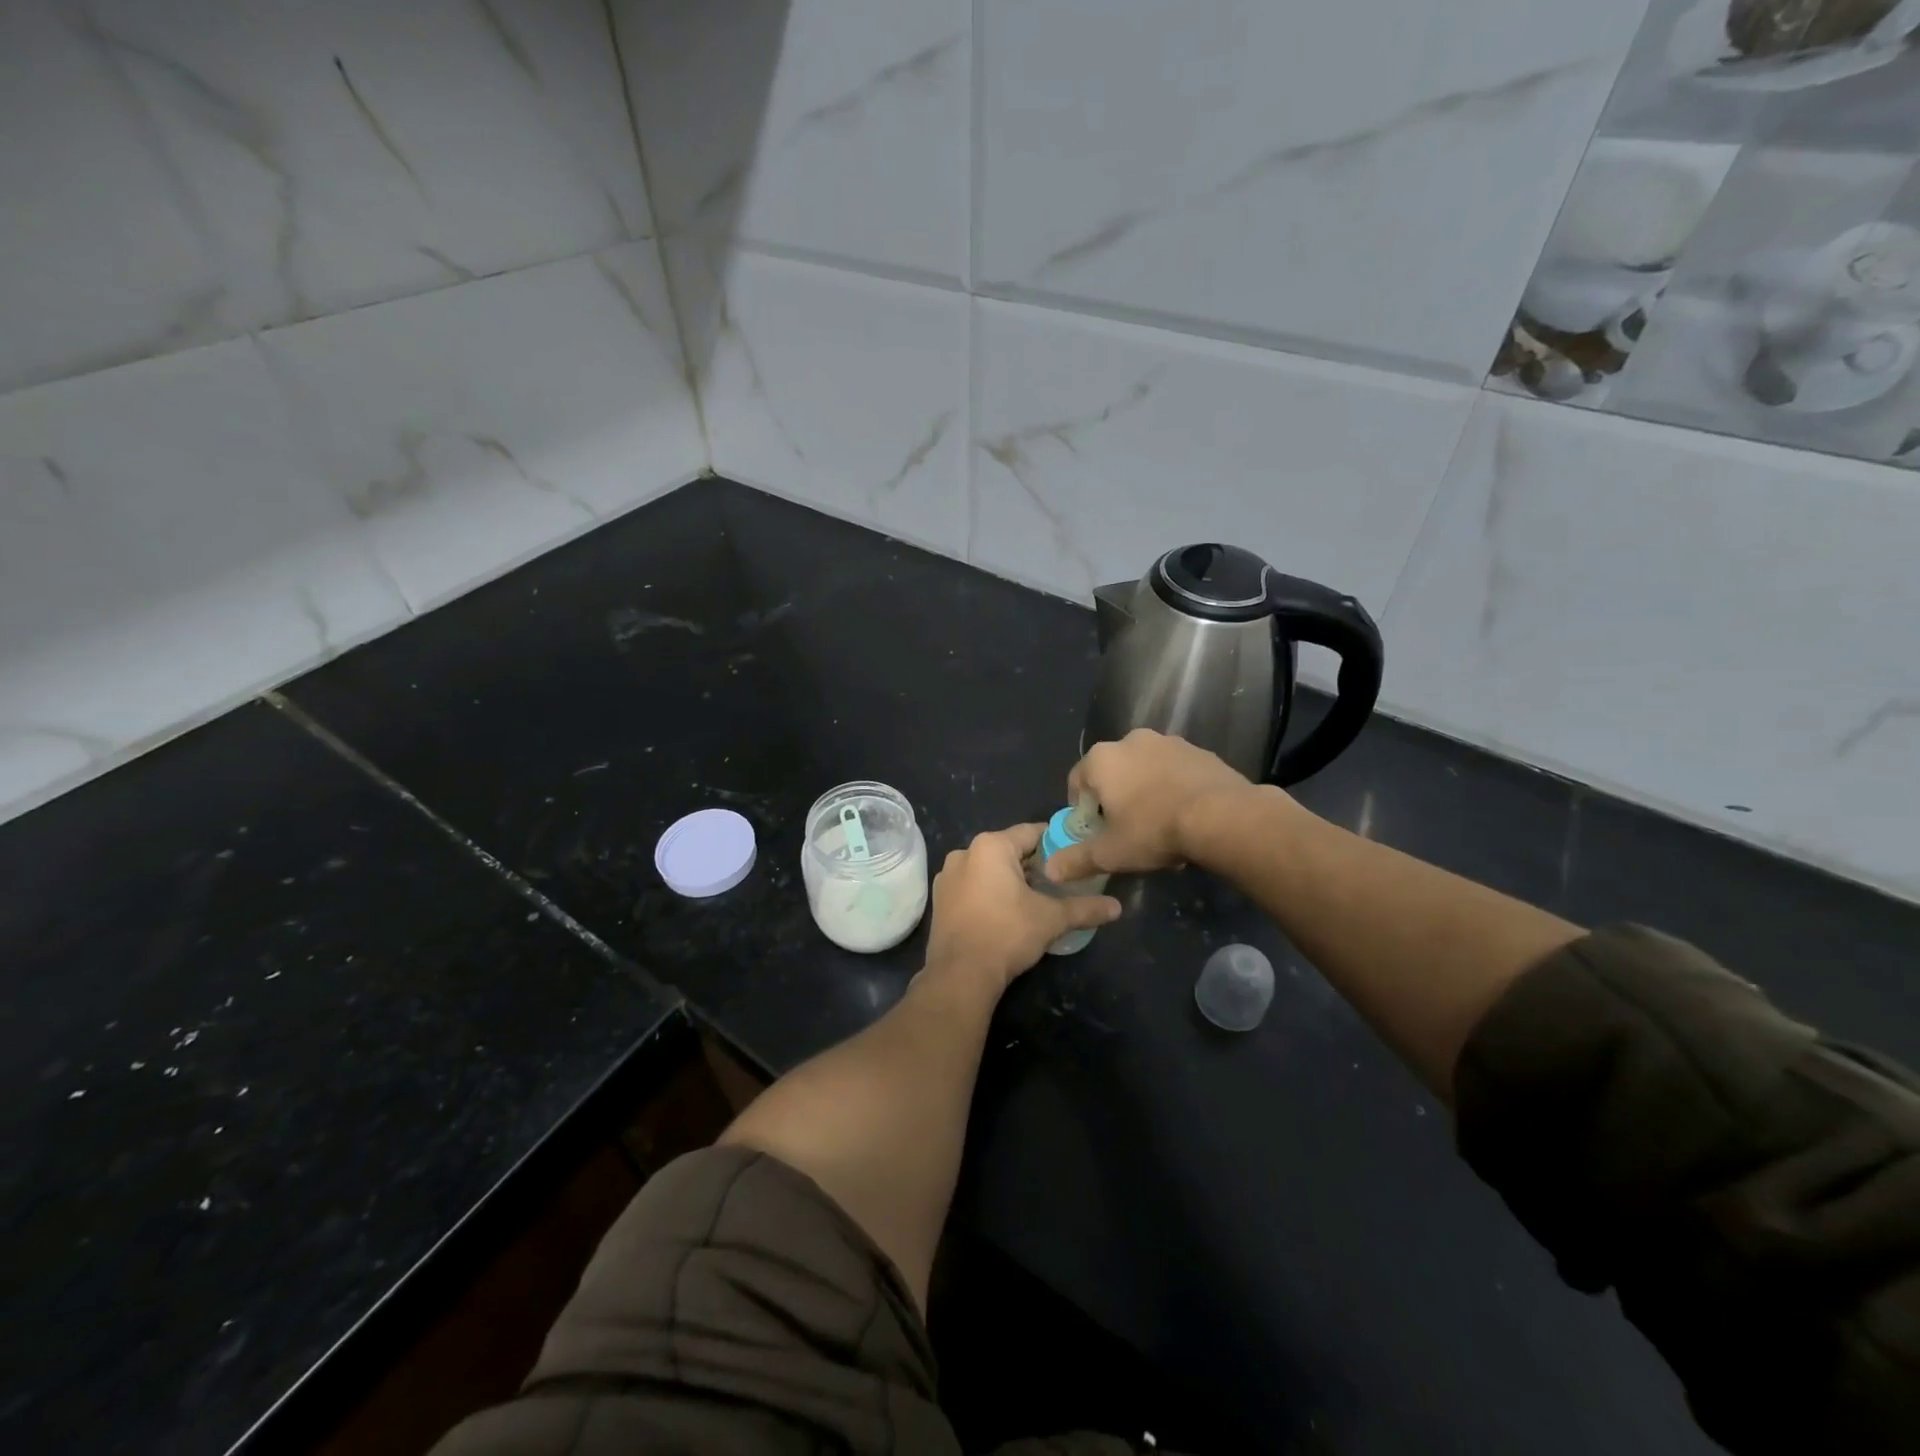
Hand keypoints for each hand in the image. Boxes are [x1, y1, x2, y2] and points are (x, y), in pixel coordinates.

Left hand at [922, 824, 1120, 991]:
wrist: (960, 974)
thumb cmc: (1007, 934)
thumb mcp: (1051, 919)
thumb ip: (1085, 908)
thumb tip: (1117, 908)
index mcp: (990, 846)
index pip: (1032, 833)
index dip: (1056, 843)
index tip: (1074, 855)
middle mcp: (964, 852)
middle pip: (1009, 850)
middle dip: (1033, 864)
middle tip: (1059, 882)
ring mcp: (947, 877)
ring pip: (988, 869)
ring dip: (1010, 879)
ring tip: (1035, 899)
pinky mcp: (939, 900)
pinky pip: (972, 886)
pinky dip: (989, 893)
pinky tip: (1006, 913)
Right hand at [1046, 729, 1265, 881]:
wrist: (1222, 816)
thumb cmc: (1154, 830)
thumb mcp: (1110, 853)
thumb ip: (1076, 860)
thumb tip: (1049, 870)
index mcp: (1102, 759)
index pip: (1076, 781)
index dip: (1081, 809)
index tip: (1094, 832)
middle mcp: (1131, 740)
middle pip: (1112, 772)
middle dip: (1115, 798)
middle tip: (1126, 829)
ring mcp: (1168, 742)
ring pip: (1145, 769)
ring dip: (1145, 791)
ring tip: (1159, 824)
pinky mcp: (1199, 750)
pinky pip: (1175, 770)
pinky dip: (1173, 787)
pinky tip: (1185, 814)